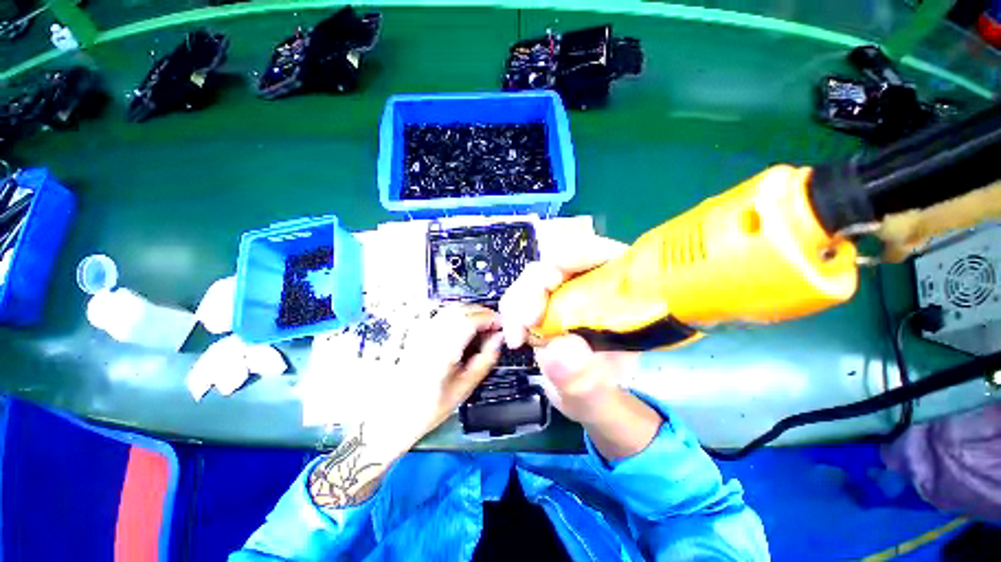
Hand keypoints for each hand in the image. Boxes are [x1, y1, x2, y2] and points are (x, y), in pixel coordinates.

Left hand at [309, 304, 501, 509]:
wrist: (390, 416)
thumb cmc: (429, 408)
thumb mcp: (464, 388)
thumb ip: (485, 359)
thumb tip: (499, 338)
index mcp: (442, 350)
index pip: (470, 320)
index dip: (490, 318)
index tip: (502, 324)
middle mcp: (429, 335)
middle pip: (460, 309)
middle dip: (482, 312)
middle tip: (495, 325)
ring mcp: (421, 331)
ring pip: (450, 308)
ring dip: (470, 311)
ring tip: (482, 326)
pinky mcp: (417, 332)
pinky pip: (441, 314)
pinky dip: (458, 315)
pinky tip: (464, 328)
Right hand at [499, 236, 661, 459]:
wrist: (583, 397)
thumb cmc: (601, 392)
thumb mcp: (597, 392)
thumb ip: (584, 379)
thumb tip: (560, 350)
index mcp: (620, 292)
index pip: (602, 252)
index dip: (575, 256)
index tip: (552, 281)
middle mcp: (590, 284)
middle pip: (558, 262)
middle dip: (536, 285)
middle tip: (527, 319)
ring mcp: (564, 291)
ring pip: (534, 277)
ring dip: (519, 301)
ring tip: (517, 336)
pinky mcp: (543, 302)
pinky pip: (521, 294)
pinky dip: (512, 311)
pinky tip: (515, 337)